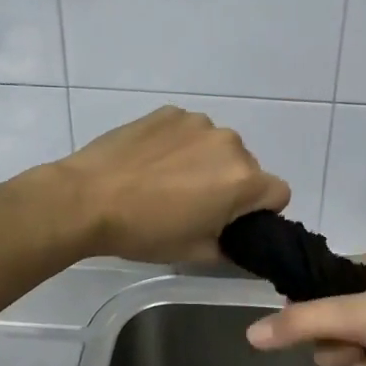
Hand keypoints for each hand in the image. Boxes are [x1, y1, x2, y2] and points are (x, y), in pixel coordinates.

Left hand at [59, 107, 290, 263]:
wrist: (87, 198)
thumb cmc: (145, 231)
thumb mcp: (196, 253)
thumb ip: (232, 248)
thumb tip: (241, 244)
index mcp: (243, 179)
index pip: (279, 193)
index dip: (261, 211)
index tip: (232, 222)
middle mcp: (230, 143)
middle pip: (248, 167)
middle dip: (230, 185)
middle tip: (194, 206)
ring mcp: (198, 122)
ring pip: (218, 147)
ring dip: (205, 162)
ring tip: (167, 182)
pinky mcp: (170, 112)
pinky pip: (190, 131)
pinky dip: (180, 145)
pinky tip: (151, 162)